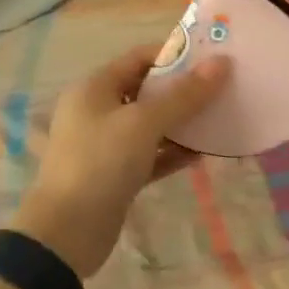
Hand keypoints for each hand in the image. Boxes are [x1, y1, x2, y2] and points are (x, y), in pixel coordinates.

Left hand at [11, 45, 229, 278]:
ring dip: (182, 123)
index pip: (140, 58)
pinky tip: (202, 154)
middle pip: (147, 90)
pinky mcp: (116, 175)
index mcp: (95, 88)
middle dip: (183, 90)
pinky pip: (150, 155)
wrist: (66, 233)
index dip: (175, 54)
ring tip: (219, 119)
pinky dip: (173, 152)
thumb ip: (184, 94)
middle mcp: (98, 110)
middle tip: (222, 88)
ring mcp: (106, 144)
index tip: (211, 58)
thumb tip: (222, 63)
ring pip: (151, 125)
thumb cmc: (101, 162)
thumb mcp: (144, 123)